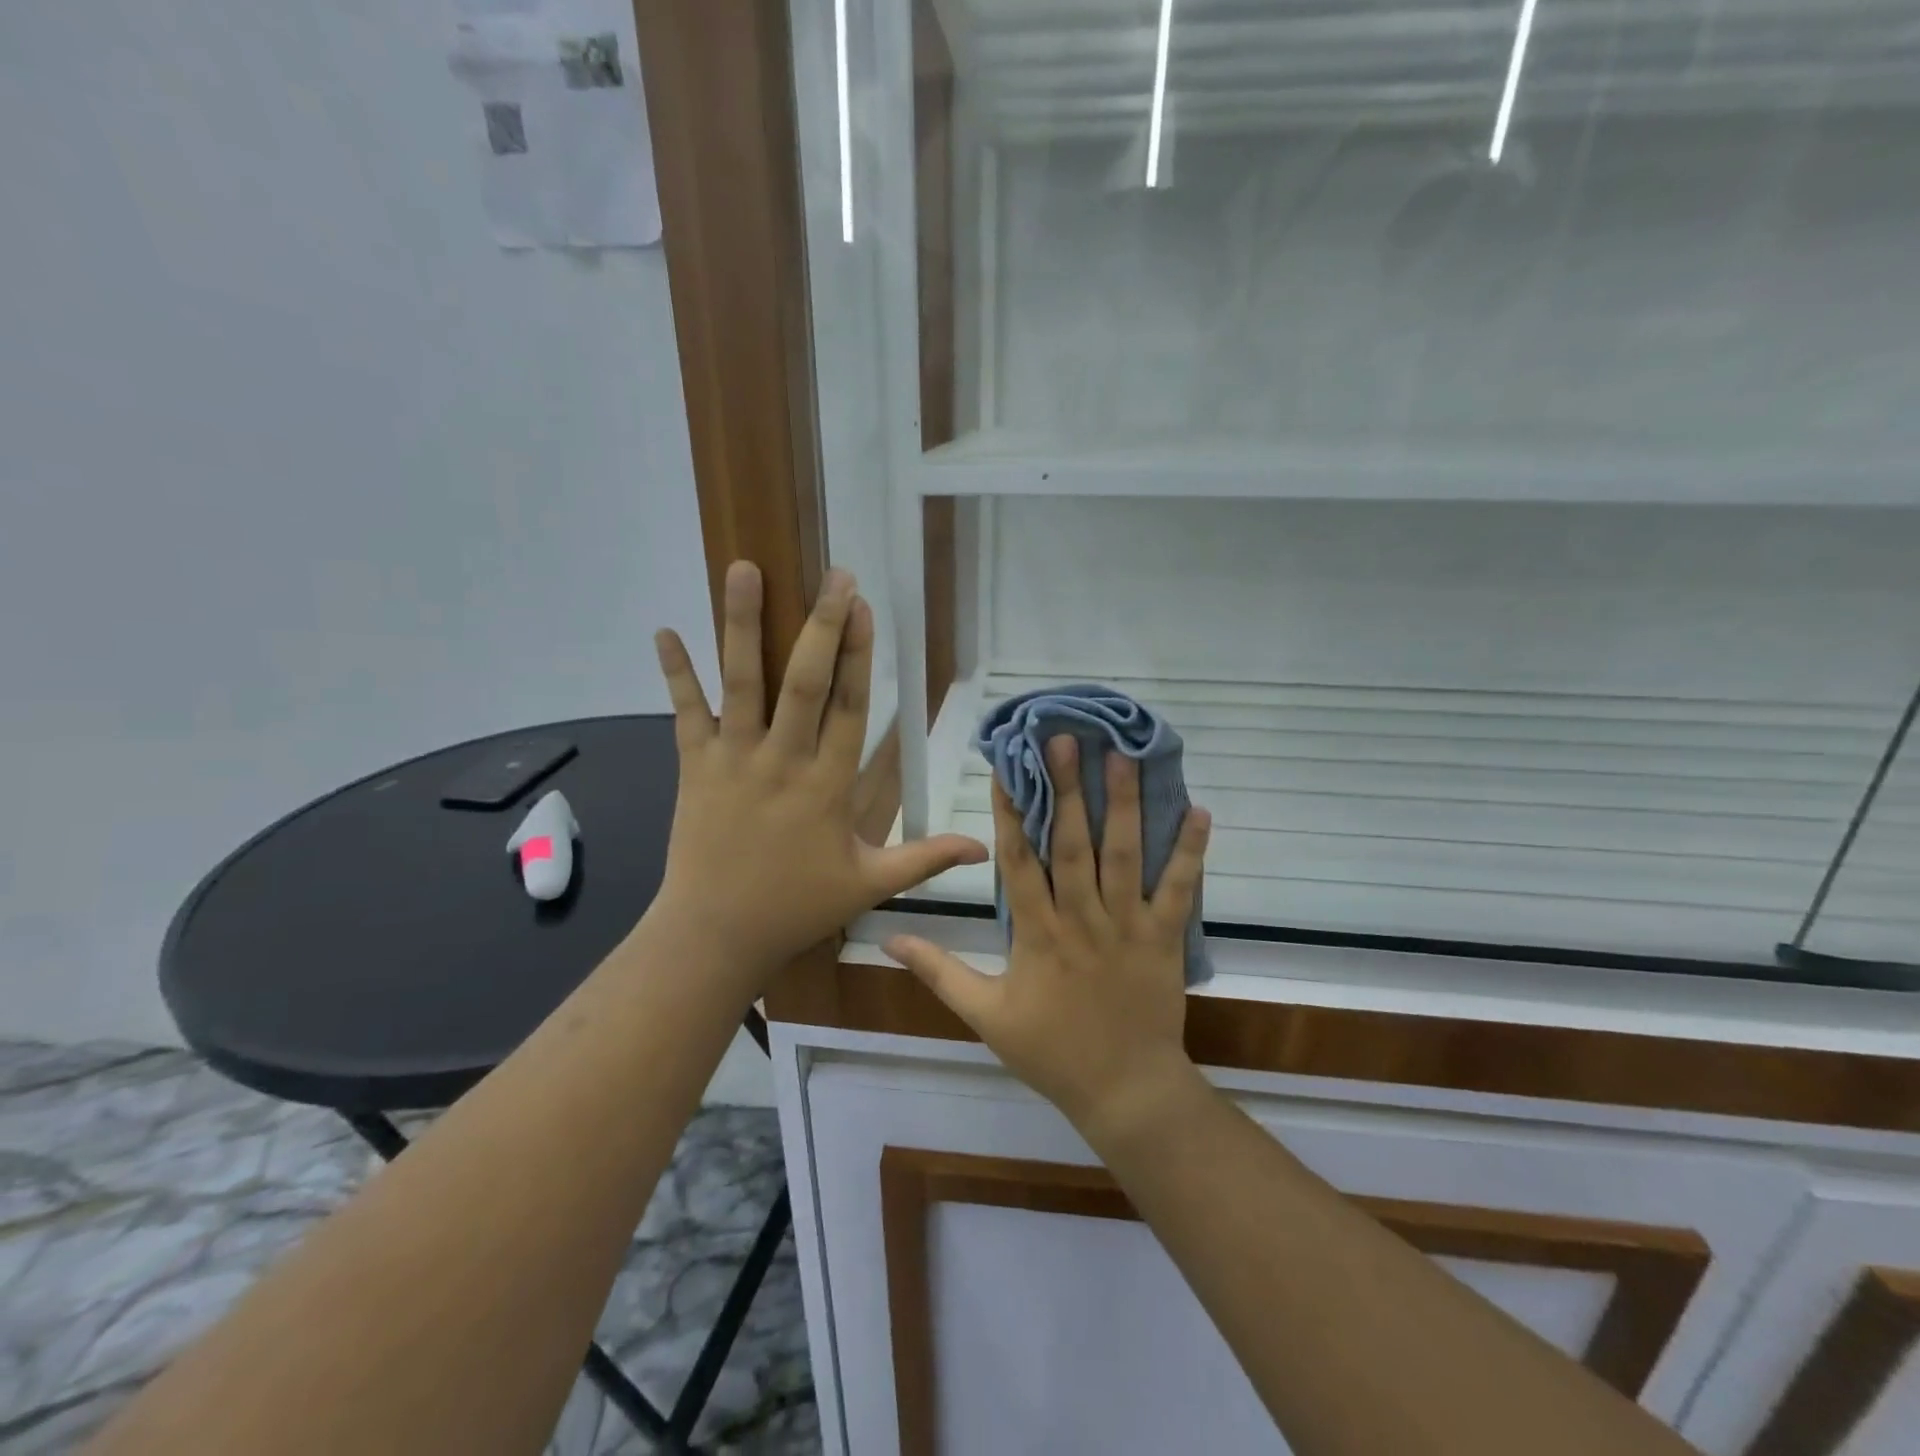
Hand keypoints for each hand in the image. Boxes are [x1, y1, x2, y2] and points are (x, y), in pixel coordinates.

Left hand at [648, 561, 986, 991]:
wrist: (714, 935)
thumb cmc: (795, 906)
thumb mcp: (868, 884)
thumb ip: (925, 859)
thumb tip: (983, 847)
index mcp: (826, 786)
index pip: (848, 708)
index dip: (858, 656)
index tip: (864, 607)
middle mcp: (781, 762)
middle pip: (802, 683)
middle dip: (820, 626)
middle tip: (833, 575)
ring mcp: (733, 760)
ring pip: (740, 684)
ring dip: (741, 625)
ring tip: (744, 570)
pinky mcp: (693, 767)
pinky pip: (684, 713)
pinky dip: (675, 673)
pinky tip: (664, 630)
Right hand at [885, 735, 1210, 1138]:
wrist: (1123, 1091)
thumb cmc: (1050, 1051)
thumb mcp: (984, 1016)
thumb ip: (938, 973)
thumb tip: (889, 940)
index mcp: (1037, 934)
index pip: (1018, 863)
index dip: (1010, 814)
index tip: (1007, 769)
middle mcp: (1081, 920)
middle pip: (1071, 845)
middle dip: (1066, 790)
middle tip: (1065, 740)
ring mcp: (1127, 926)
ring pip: (1124, 856)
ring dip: (1122, 805)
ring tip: (1122, 756)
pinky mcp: (1164, 938)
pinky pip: (1179, 890)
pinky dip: (1190, 851)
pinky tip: (1200, 811)